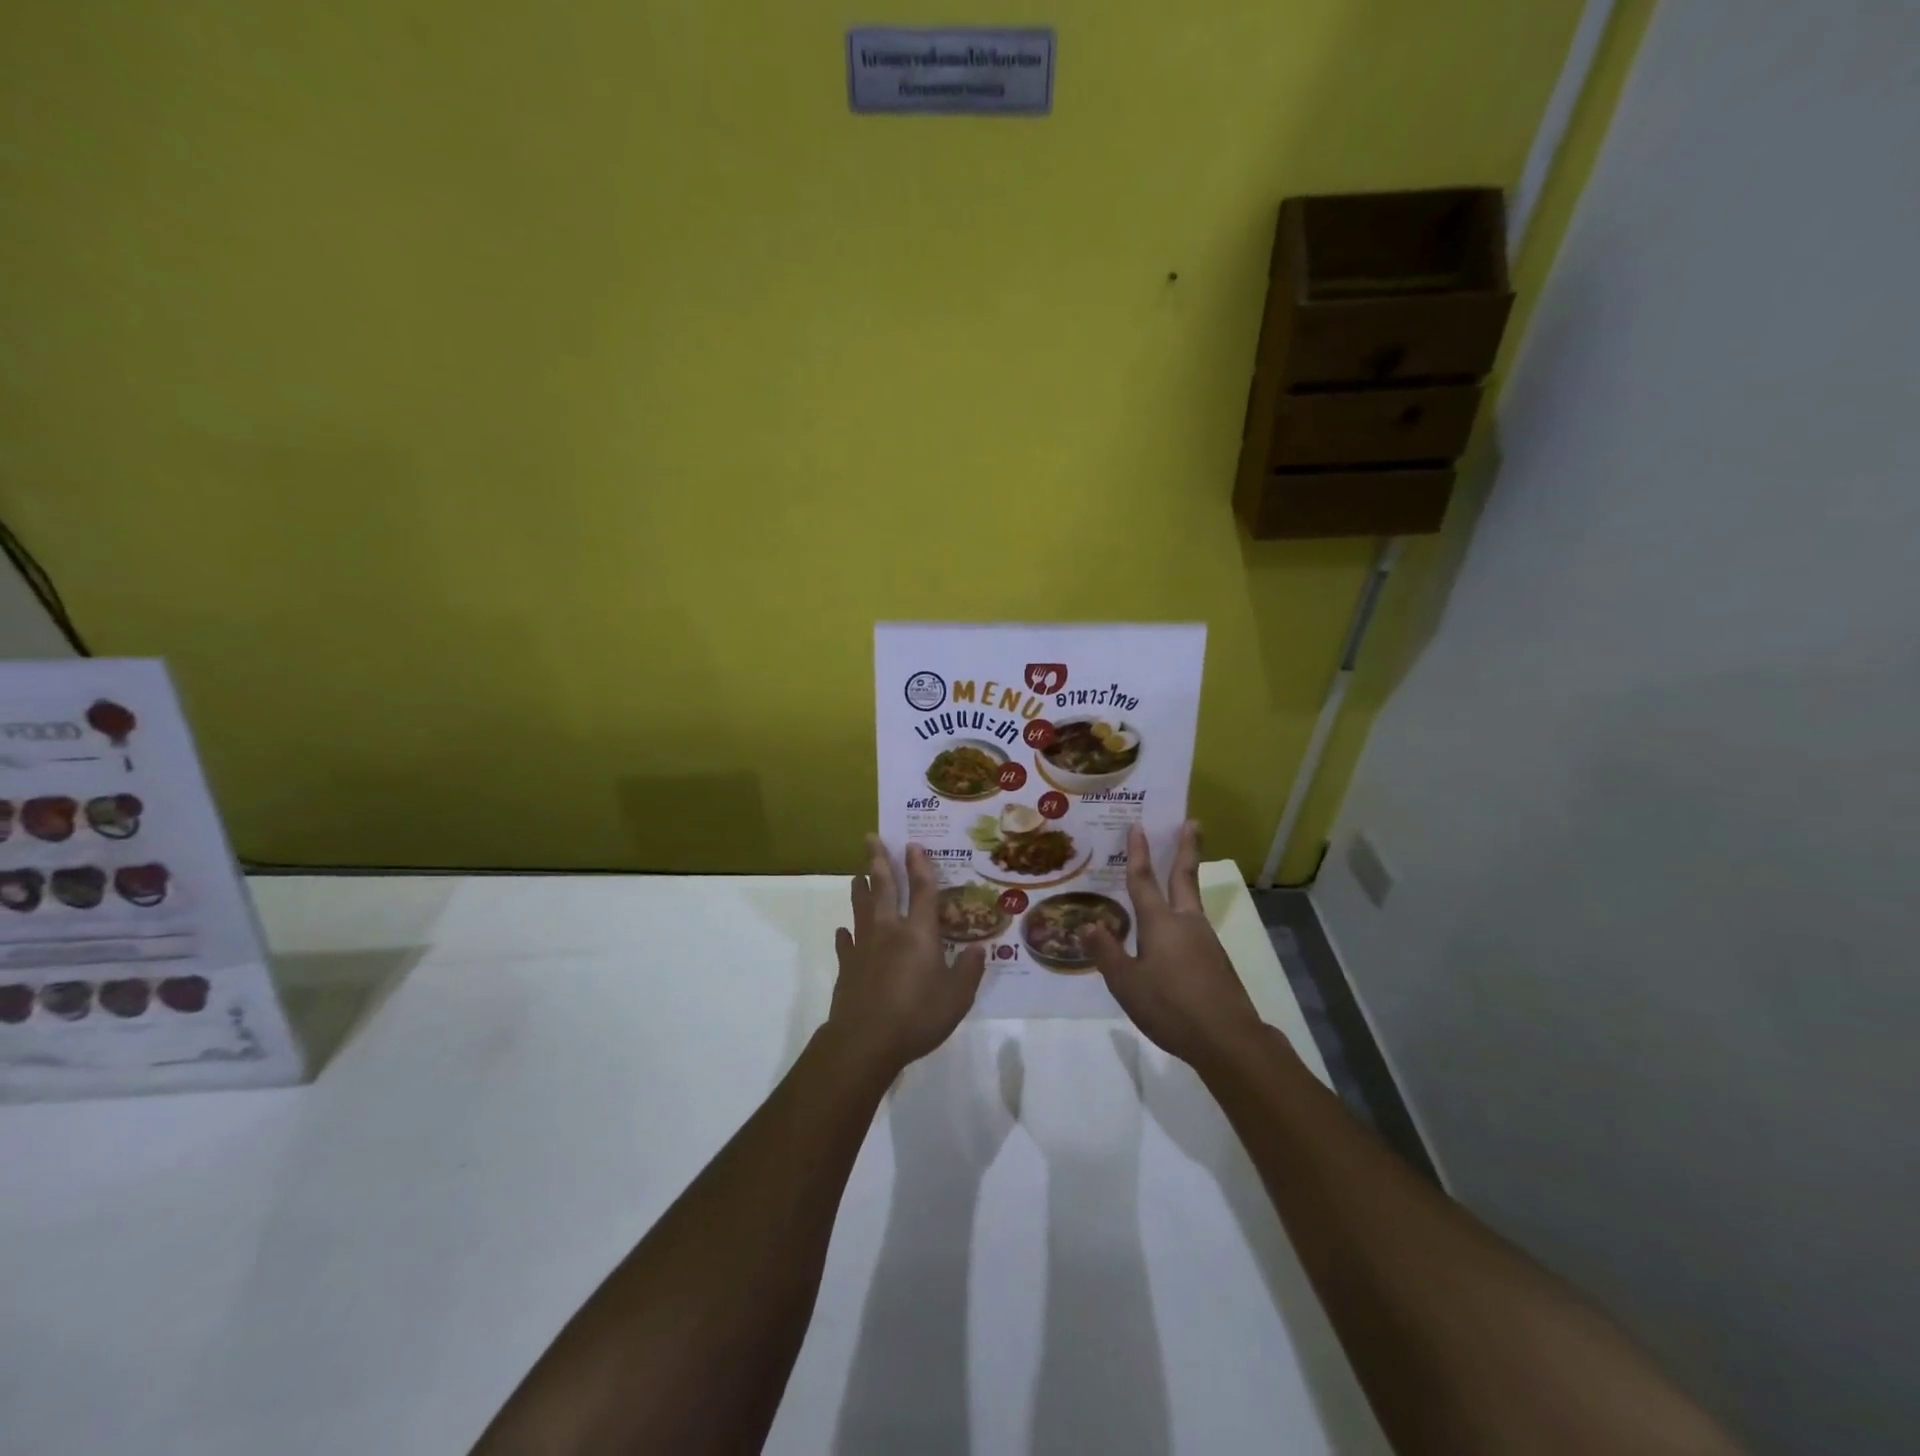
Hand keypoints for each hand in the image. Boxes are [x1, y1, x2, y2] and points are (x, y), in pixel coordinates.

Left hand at [828, 837, 987, 1078]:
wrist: (865, 1041)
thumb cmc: (917, 1016)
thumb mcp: (957, 997)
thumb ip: (969, 970)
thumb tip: (979, 949)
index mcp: (919, 933)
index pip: (921, 890)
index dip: (919, 866)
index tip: (912, 844)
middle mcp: (889, 931)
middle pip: (882, 887)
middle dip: (878, 860)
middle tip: (870, 837)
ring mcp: (864, 947)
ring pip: (860, 908)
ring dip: (860, 888)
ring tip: (858, 873)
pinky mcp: (847, 967)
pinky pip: (845, 943)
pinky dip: (845, 934)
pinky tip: (843, 931)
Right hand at [1083, 822, 1265, 1069]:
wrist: (1228, 1039)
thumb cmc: (1170, 1007)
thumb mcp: (1126, 984)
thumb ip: (1107, 953)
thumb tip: (1089, 925)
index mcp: (1160, 923)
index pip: (1144, 880)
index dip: (1138, 853)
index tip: (1138, 826)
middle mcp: (1186, 922)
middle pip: (1184, 876)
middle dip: (1186, 848)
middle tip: (1193, 822)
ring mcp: (1206, 940)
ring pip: (1191, 902)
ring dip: (1185, 880)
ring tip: (1175, 874)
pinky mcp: (1216, 960)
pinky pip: (1194, 927)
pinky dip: (1184, 915)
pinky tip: (1175, 935)